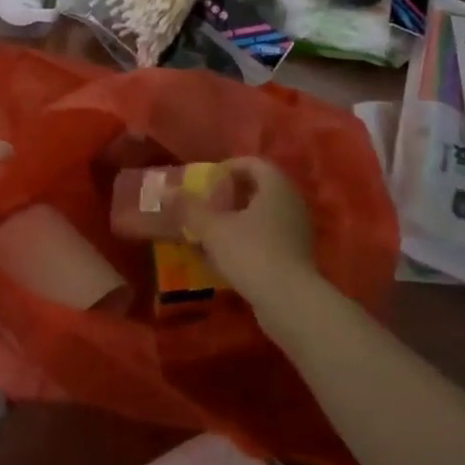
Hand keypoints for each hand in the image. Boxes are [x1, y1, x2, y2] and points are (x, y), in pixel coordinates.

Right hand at [183, 156, 314, 305]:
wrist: (290, 301)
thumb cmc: (251, 252)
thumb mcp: (213, 229)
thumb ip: (190, 208)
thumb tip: (166, 190)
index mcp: (276, 185)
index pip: (252, 163)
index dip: (227, 168)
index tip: (206, 182)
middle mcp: (292, 200)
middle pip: (259, 188)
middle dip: (231, 195)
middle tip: (207, 206)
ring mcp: (298, 229)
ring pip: (264, 214)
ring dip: (238, 219)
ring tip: (213, 232)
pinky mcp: (298, 254)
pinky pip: (270, 236)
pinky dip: (249, 239)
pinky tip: (229, 256)